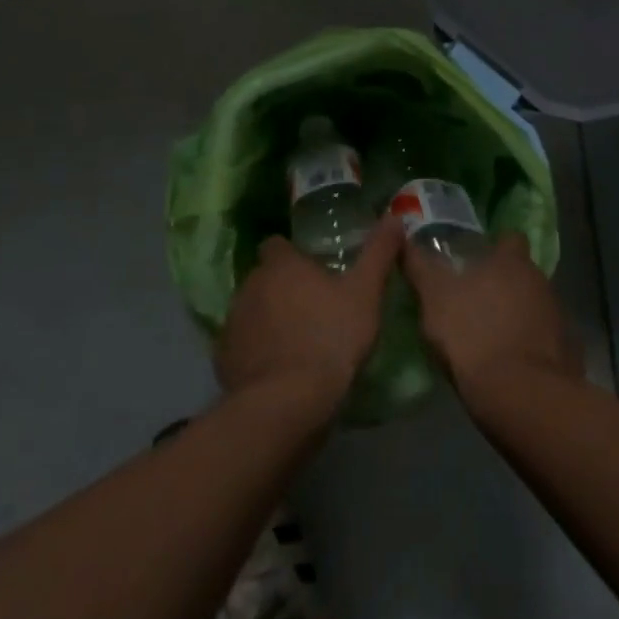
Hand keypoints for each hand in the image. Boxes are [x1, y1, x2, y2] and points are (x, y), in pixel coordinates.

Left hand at [216, 217, 401, 410]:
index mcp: (281, 265)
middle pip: (264, 277)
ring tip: (297, 340)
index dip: (292, 255)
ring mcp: (233, 321)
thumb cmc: (330, 338)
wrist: (287, 402)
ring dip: (268, 318)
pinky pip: (242, 345)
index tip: (311, 270)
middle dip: (282, 287)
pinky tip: (278, 368)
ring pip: (251, 309)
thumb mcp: (365, 293)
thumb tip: (394, 217)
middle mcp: (250, 284)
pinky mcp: (224, 356)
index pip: (277, 245)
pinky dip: (256, 351)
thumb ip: (379, 253)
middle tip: (312, 307)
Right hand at [401, 231, 583, 397]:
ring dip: (516, 316)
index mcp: (511, 262)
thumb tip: (405, 239)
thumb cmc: (473, 335)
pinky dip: (530, 346)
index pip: (509, 238)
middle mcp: (541, 281)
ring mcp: (559, 317)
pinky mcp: (568, 352)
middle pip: (522, 274)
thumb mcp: (433, 298)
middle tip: (474, 301)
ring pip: (534, 306)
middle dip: (503, 284)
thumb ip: (420, 266)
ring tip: (489, 337)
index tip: (476, 260)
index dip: (494, 246)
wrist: (522, 396)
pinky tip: (510, 364)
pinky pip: (545, 340)